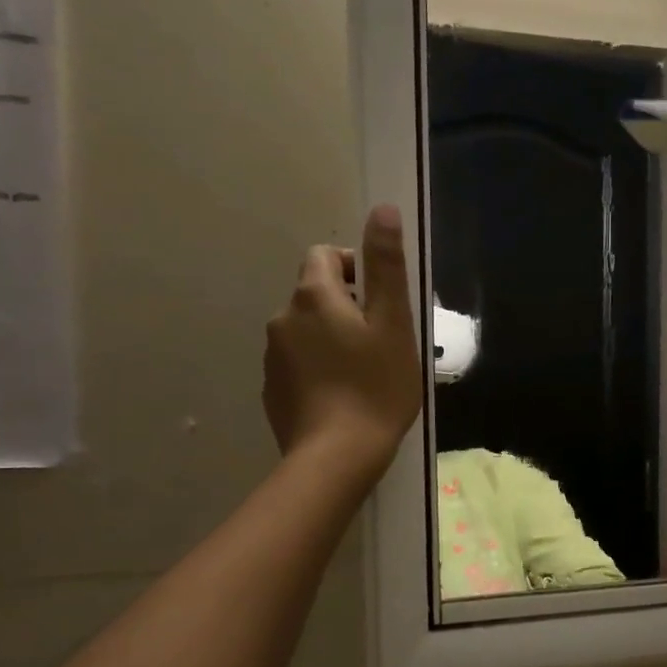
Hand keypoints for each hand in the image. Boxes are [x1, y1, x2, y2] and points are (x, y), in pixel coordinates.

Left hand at [262, 204, 421, 481]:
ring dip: (331, 339)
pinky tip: (342, 397)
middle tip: (381, 342)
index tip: (380, 302)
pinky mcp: (272, 390)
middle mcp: (283, 318)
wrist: (337, 457)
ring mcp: (272, 356)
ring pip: (306, 331)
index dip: (355, 268)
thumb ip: (386, 266)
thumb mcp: (394, 323)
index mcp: (314, 297)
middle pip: (315, 294)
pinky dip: (318, 369)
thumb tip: (383, 210)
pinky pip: (298, 364)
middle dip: (346, 307)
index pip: (325, 256)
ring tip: (363, 373)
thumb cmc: (376, 387)